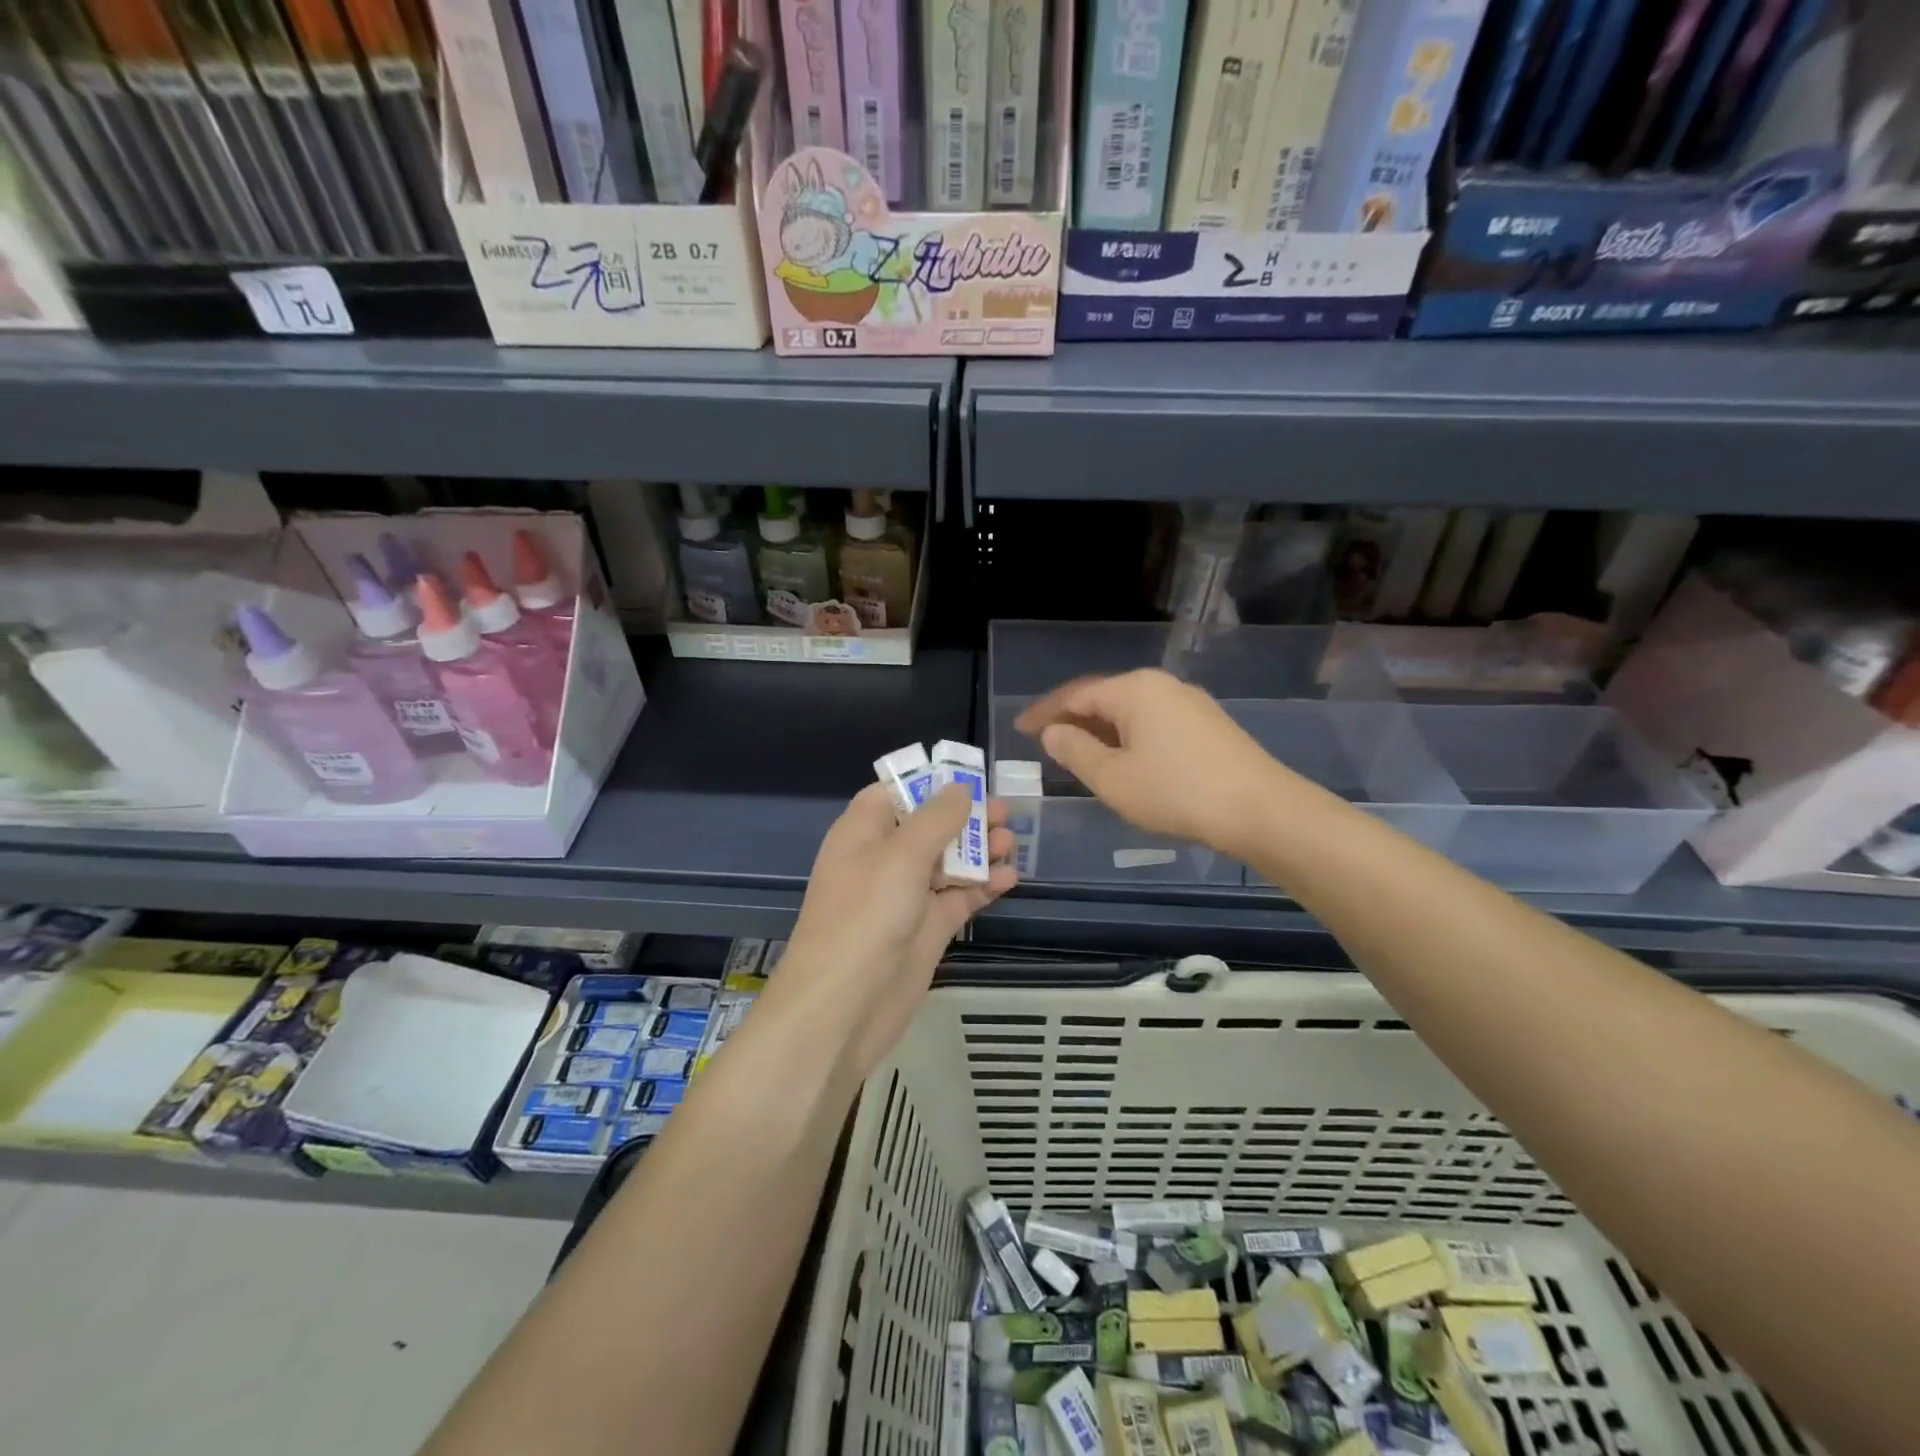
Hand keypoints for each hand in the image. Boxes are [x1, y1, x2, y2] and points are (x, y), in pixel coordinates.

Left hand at [777, 783, 1016, 1076]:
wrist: (844, 1007)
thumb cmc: (866, 916)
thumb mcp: (901, 855)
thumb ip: (936, 818)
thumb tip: (960, 789)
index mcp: (863, 832)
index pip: (895, 793)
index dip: (929, 783)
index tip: (969, 778)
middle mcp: (883, 859)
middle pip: (928, 826)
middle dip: (965, 816)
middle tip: (1005, 811)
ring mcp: (906, 896)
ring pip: (948, 862)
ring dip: (979, 850)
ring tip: (1012, 842)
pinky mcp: (926, 929)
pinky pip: (959, 897)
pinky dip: (982, 886)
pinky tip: (1009, 878)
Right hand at [1016, 669, 1290, 856]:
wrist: (1261, 810)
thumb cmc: (1176, 792)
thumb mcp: (1113, 778)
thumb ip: (1075, 751)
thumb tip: (1053, 732)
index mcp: (1134, 689)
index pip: (1076, 694)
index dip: (1044, 712)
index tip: (1020, 729)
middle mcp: (1162, 685)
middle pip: (1105, 697)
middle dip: (1073, 719)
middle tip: (1046, 743)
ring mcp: (1190, 703)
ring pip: (1131, 711)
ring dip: (1101, 730)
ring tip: (1080, 754)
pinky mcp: (1209, 725)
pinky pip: (1154, 723)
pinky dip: (1129, 738)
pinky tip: (1125, 761)